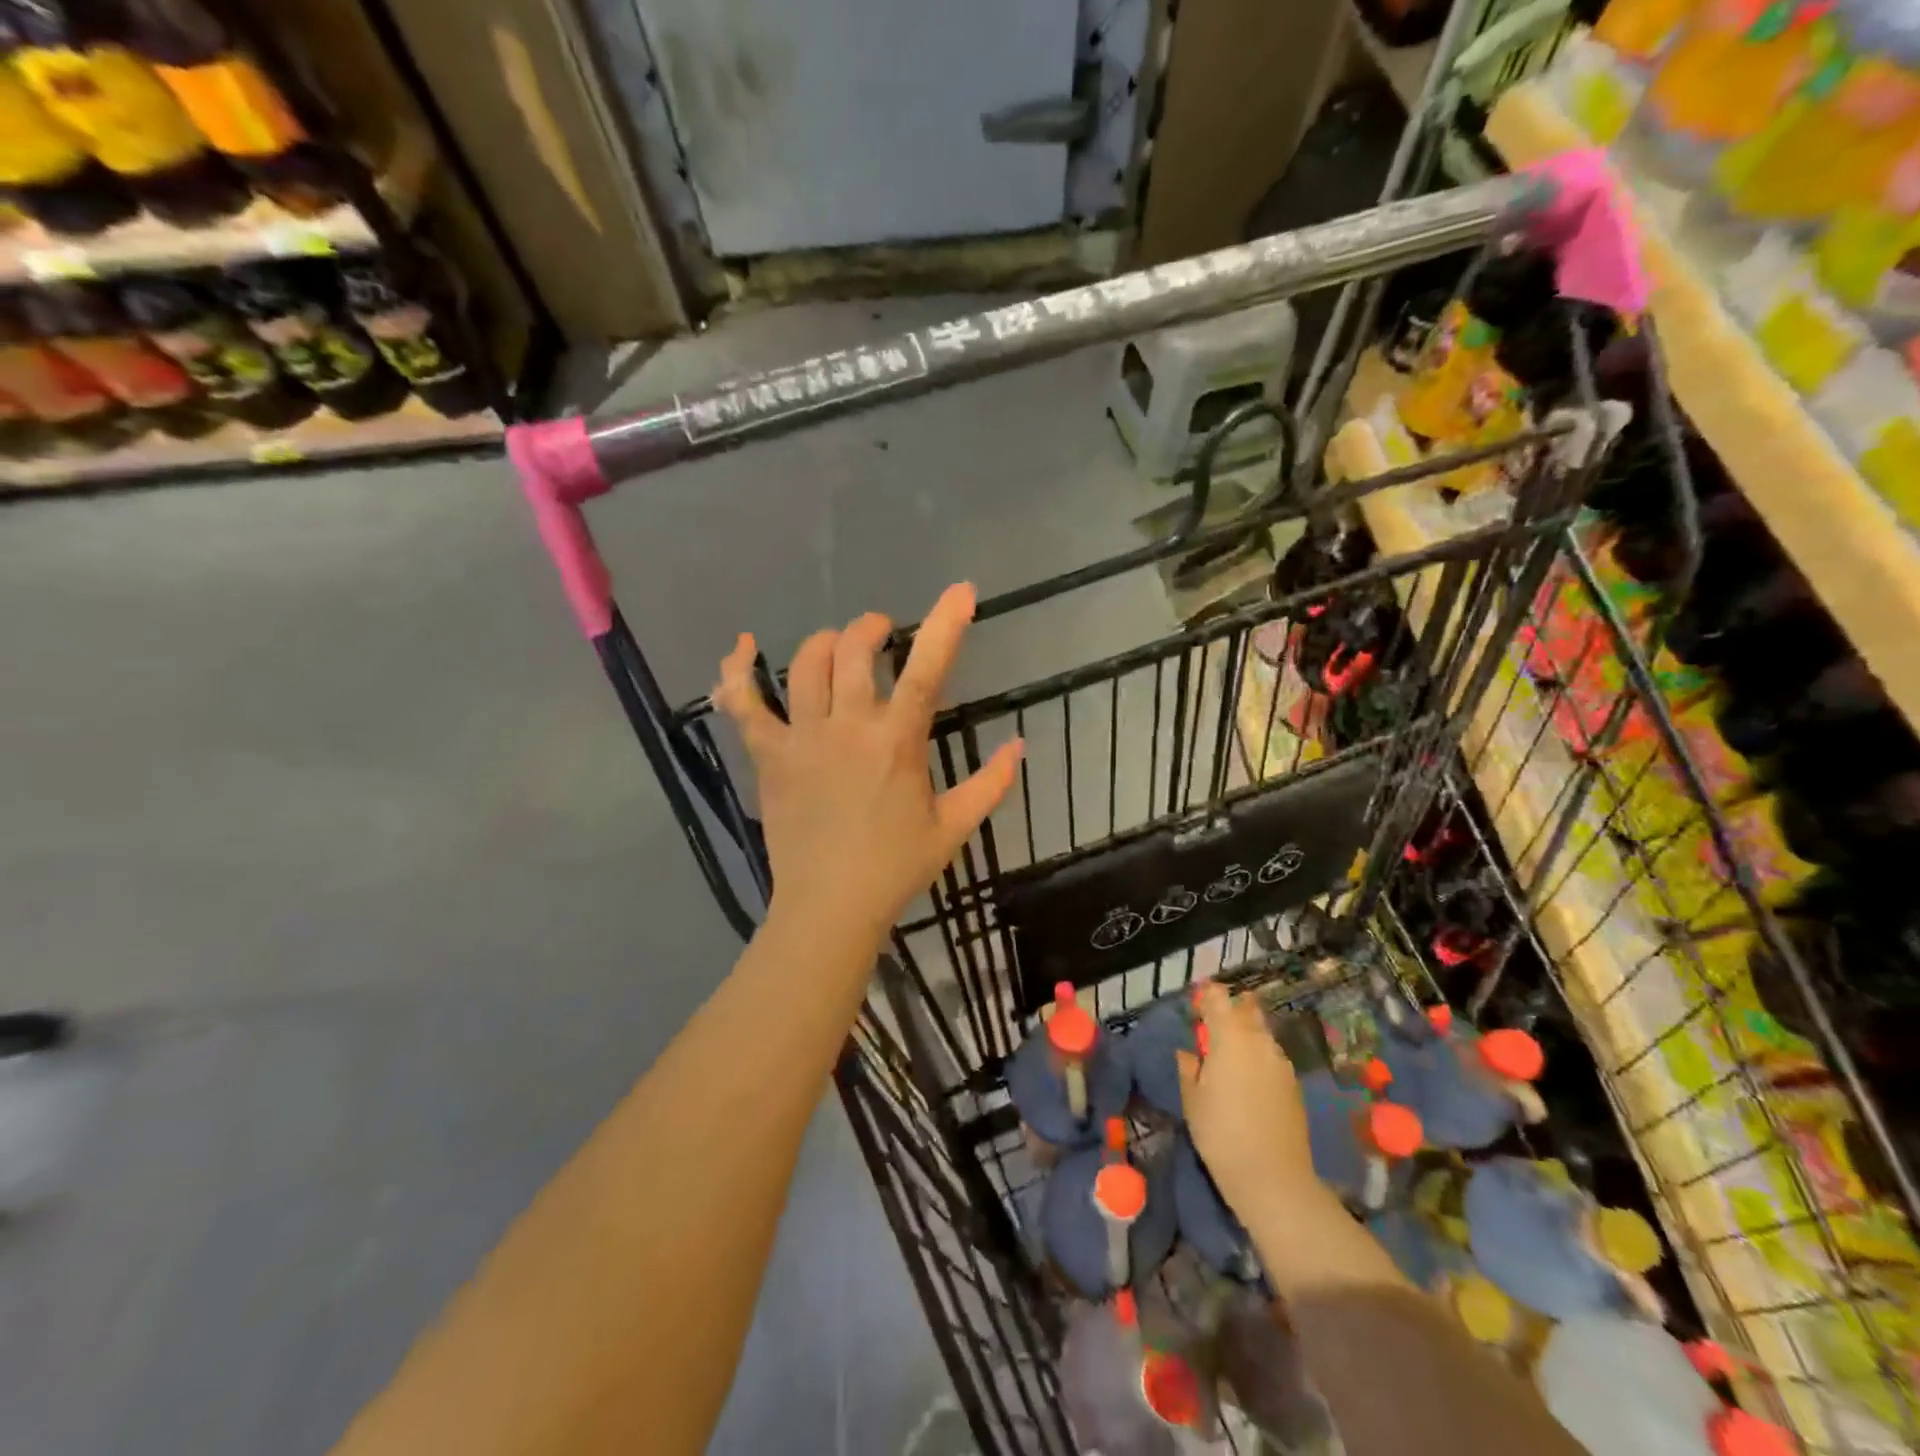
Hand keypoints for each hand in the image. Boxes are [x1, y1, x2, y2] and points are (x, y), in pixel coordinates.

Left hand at [712, 583, 1023, 936]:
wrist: (829, 907)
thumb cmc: (895, 868)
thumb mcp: (953, 828)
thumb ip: (990, 785)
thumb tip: (1019, 746)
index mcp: (897, 742)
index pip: (927, 669)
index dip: (946, 624)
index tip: (961, 591)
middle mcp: (848, 727)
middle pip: (856, 650)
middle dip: (873, 628)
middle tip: (884, 633)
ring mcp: (802, 737)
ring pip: (807, 664)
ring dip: (826, 643)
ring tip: (839, 647)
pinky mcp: (768, 755)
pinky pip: (743, 705)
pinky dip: (736, 673)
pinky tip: (739, 648)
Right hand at [1177, 983, 1318, 1222]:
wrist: (1273, 1178)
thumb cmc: (1220, 1132)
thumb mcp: (1191, 1098)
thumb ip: (1189, 1067)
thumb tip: (1190, 1054)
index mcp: (1230, 1036)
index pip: (1219, 997)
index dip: (1207, 997)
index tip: (1196, 1008)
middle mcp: (1259, 1040)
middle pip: (1247, 1010)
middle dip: (1231, 1012)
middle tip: (1213, 1029)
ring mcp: (1281, 1062)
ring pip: (1262, 1034)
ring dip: (1247, 1036)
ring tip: (1231, 1058)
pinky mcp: (1294, 1084)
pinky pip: (1273, 1058)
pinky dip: (1260, 1059)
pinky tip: (1250, 1082)